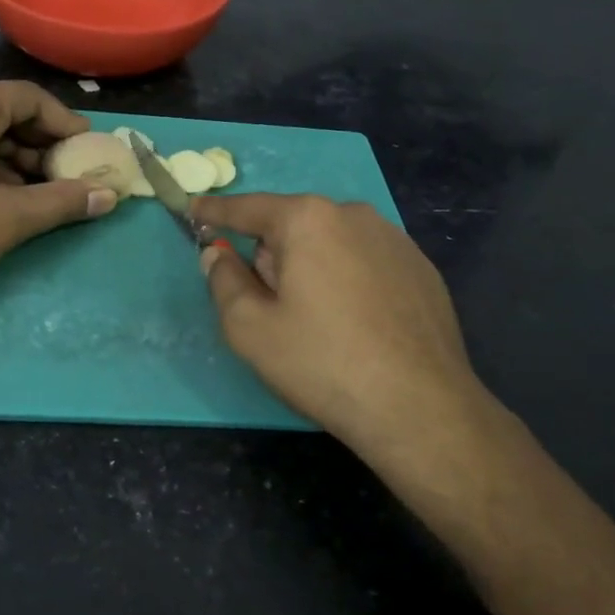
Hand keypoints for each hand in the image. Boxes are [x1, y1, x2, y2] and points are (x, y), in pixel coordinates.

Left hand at [0, 81, 115, 314]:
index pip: (29, 98)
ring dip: (13, 157)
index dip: (65, 123)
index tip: (87, 150)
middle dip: (40, 144)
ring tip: (39, 192)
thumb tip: (109, 197)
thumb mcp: (12, 218)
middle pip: (2, 112)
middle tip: (67, 175)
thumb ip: (64, 201)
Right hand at [191, 193, 489, 457]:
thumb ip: (223, 280)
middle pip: (292, 227)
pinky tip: (356, 326)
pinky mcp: (421, 268)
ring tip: (318, 323)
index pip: (247, 208)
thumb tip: (217, 254)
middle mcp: (353, 215)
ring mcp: (395, 239)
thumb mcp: (250, 328)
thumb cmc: (322, 362)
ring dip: (312, 267)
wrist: (419, 406)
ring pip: (331, 244)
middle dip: (272, 255)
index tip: (193, 210)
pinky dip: (348, 280)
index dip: (215, 213)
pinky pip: (365, 262)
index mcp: (307, 220)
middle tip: (271, 307)